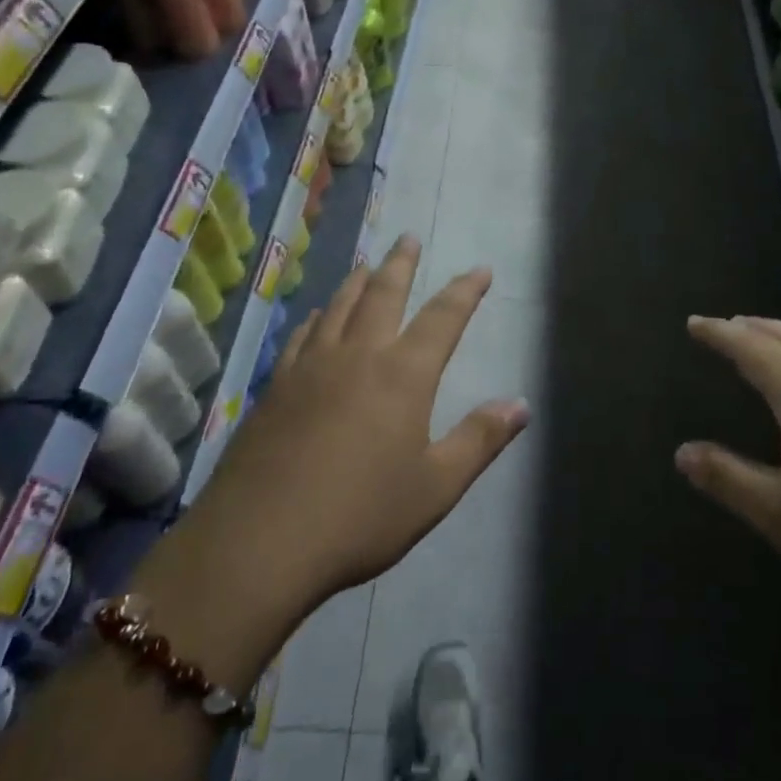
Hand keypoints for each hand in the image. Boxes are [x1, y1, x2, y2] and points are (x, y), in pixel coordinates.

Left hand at [204, 236, 529, 605]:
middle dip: (401, 264)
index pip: (442, 318)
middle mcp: (356, 356)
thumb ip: (480, 440)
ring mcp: (309, 368)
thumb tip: (521, 404)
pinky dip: (316, 317)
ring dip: (357, 280)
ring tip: (367, 264)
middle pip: (382, 294)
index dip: (465, 291)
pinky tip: (316, 318)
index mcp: (402, 375)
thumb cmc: (361, 516)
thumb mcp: (436, 486)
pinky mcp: (274, 388)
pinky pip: (301, 335)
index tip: (479, 269)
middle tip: (409, 238)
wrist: (259, 543)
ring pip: (337, 307)